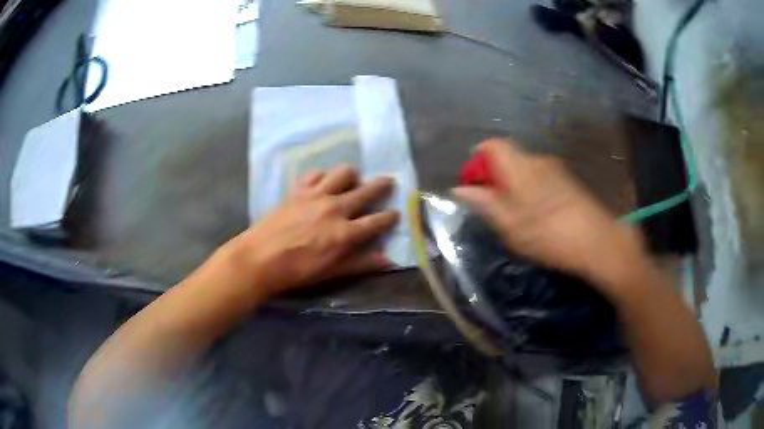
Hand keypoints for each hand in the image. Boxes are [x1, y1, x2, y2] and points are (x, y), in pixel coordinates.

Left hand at [224, 166, 398, 296]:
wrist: (259, 259)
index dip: (389, 216)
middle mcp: (334, 208)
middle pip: (365, 190)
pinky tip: (321, 183)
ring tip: (351, 180)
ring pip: (342, 173)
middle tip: (389, 180)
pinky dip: (321, 175)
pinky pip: (314, 173)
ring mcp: (315, 195)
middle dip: (382, 185)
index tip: (396, 213)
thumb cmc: (297, 271)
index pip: (376, 221)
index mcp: (345, 233)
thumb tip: (387, 260)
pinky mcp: (297, 190)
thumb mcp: (331, 272)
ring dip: (351, 175)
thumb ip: (360, 263)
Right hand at [453, 139, 645, 295]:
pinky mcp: (568, 181)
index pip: (490, 145)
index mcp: (519, 165)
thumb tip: (459, 189)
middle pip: (508, 157)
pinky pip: (540, 178)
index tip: (473, 185)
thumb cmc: (548, 234)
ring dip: (513, 185)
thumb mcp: (509, 225)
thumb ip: (483, 203)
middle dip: (495, 177)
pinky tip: (538, 216)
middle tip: (493, 207)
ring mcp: (555, 169)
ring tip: (516, 216)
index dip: (477, 160)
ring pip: (525, 169)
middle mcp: (537, 159)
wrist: (597, 241)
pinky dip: (531, 190)